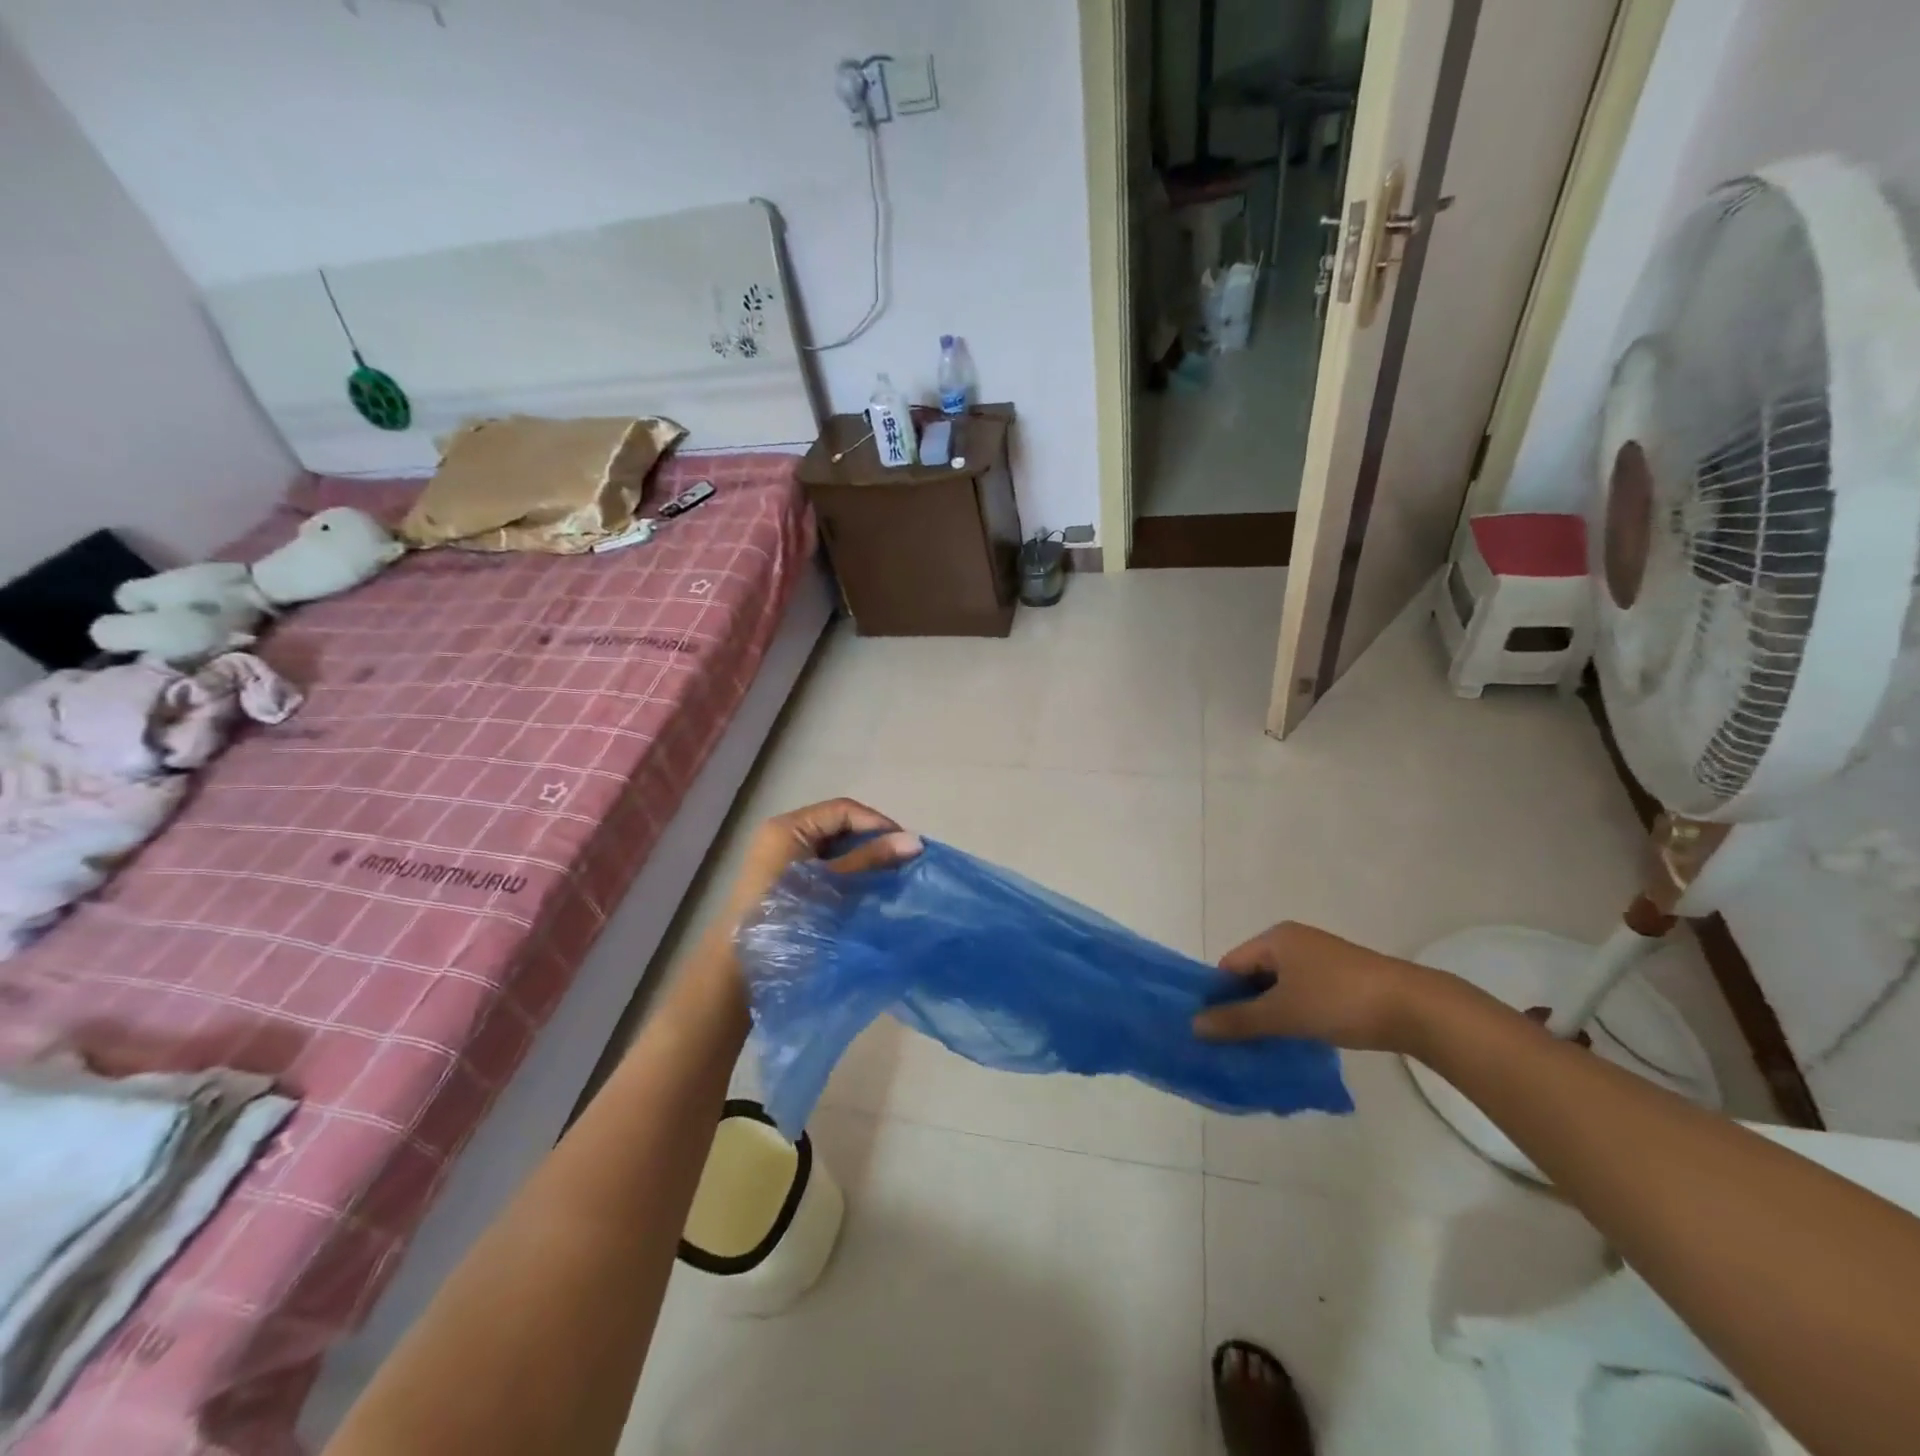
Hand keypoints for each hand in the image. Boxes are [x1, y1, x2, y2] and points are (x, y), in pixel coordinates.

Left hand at [722, 797, 921, 925]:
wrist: (743, 968)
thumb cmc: (789, 917)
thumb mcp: (834, 883)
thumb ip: (871, 859)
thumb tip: (915, 841)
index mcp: (789, 827)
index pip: (843, 810)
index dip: (877, 822)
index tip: (907, 843)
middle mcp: (783, 834)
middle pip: (837, 825)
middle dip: (872, 839)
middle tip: (902, 858)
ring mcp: (782, 856)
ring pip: (832, 845)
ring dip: (861, 855)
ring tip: (890, 871)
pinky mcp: (785, 877)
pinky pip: (823, 862)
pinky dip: (847, 869)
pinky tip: (867, 884)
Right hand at [1192, 922, 1448, 1053]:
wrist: (1415, 1008)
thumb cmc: (1339, 1001)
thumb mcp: (1282, 1013)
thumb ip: (1238, 1020)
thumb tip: (1194, 1025)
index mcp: (1275, 938)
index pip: (1230, 965)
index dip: (1219, 996)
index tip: (1213, 1030)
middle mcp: (1294, 942)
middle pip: (1254, 976)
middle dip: (1244, 1008)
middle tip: (1235, 1044)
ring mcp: (1320, 960)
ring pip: (1279, 988)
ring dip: (1269, 1016)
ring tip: (1262, 1048)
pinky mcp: (1341, 979)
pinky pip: (1302, 995)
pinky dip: (1293, 1016)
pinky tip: (1294, 1041)